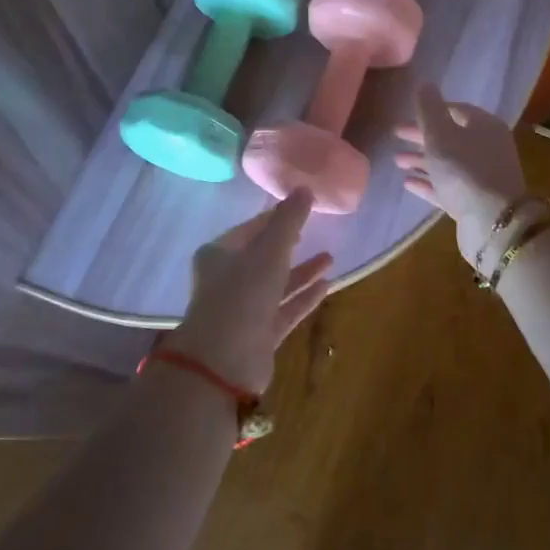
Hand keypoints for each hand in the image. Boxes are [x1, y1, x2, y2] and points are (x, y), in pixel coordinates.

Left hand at [167, 190, 332, 394]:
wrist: (224, 361)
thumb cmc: (242, 294)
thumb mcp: (269, 250)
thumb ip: (289, 220)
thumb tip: (305, 188)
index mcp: (219, 254)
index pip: (250, 229)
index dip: (274, 217)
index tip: (299, 208)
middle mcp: (227, 280)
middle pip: (262, 256)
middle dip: (288, 244)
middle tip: (313, 230)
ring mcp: (243, 309)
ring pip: (276, 284)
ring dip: (301, 271)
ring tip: (331, 257)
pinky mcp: (259, 334)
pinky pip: (284, 309)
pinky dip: (303, 297)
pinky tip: (327, 285)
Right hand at [395, 83, 531, 269]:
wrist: (493, 223)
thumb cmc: (464, 171)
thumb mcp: (440, 135)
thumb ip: (429, 109)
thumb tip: (425, 84)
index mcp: (484, 126)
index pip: (456, 110)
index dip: (430, 110)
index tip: (407, 114)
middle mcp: (487, 147)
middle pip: (450, 136)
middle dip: (422, 136)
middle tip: (395, 136)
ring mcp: (482, 176)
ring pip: (447, 162)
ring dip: (422, 160)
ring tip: (397, 161)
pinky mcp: (474, 201)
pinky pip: (447, 185)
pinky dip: (429, 182)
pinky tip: (408, 183)